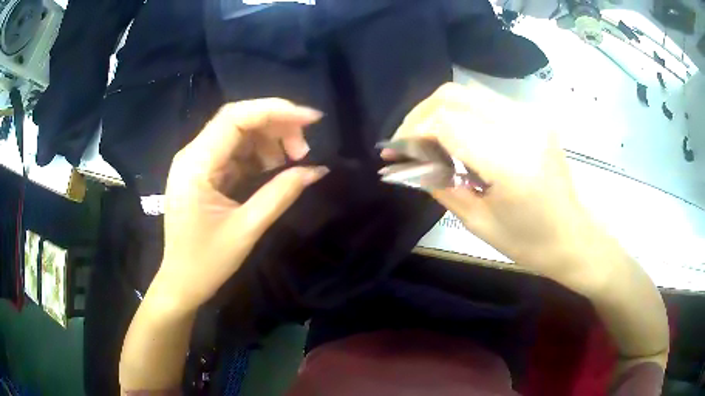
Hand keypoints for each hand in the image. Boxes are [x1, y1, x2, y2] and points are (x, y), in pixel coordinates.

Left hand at [156, 98, 327, 311]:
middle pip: (239, 120)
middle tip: (305, 150)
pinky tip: (275, 168)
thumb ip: (281, 194)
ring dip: (270, 141)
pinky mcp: (204, 173)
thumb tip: (317, 170)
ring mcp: (197, 162)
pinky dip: (259, 155)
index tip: (312, 119)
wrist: (181, 283)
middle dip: (277, 127)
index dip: (275, 110)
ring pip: (239, 134)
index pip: (235, 117)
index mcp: (196, 164)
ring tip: (294, 161)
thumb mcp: (247, 229)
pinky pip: (235, 152)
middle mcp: (193, 154)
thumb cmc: (206, 262)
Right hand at [389, 83, 604, 282]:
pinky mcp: (534, 116)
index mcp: (511, 163)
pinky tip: (457, 137)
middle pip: (453, 96)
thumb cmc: (529, 242)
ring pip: (468, 93)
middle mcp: (522, 127)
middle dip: (419, 115)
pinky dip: (461, 113)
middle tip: (406, 142)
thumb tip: (405, 163)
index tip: (395, 151)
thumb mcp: (478, 222)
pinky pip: (486, 102)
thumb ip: (439, 185)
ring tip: (427, 139)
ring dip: (438, 111)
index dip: (412, 133)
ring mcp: (531, 116)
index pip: (446, 123)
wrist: (573, 236)